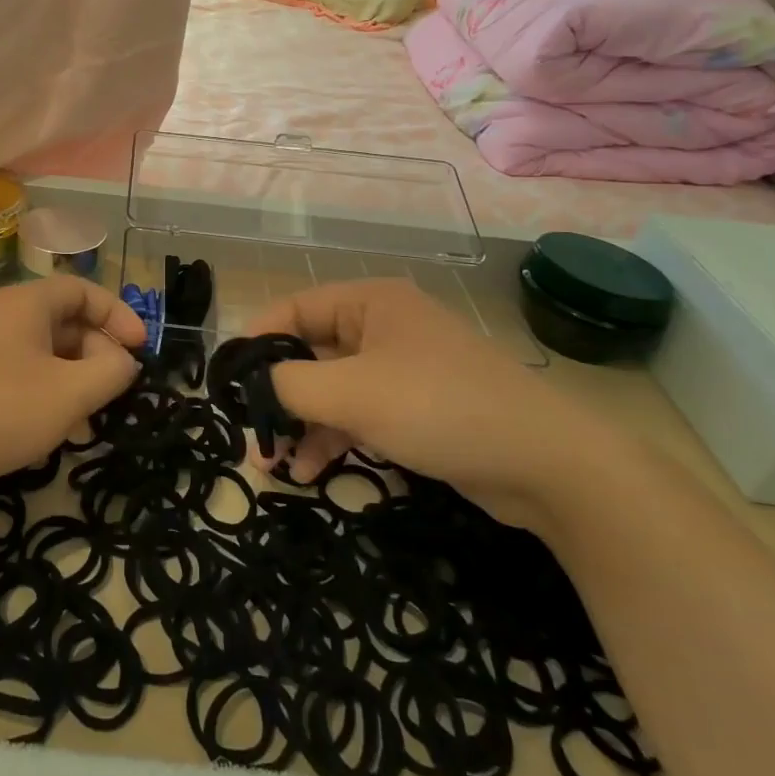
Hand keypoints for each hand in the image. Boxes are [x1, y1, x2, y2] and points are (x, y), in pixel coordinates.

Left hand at [0, 276, 147, 505]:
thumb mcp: (70, 393)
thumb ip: (111, 372)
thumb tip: (123, 361)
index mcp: (27, 303)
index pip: (83, 291)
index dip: (118, 315)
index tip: (142, 349)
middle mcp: (3, 315)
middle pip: (65, 320)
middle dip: (98, 351)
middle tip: (116, 388)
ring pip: (45, 350)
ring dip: (74, 376)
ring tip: (88, 414)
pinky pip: (22, 372)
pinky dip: (47, 390)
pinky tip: (52, 428)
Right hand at [244, 278, 605, 525]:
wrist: (547, 464)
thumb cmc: (439, 407)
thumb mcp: (353, 393)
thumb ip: (290, 385)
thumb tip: (254, 383)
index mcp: (369, 303)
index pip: (293, 310)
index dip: (256, 343)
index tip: (227, 383)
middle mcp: (382, 327)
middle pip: (310, 352)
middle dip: (278, 394)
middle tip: (250, 434)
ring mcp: (402, 369)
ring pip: (333, 389)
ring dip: (302, 424)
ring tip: (274, 464)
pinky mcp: (417, 408)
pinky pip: (360, 413)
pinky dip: (334, 437)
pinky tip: (312, 472)